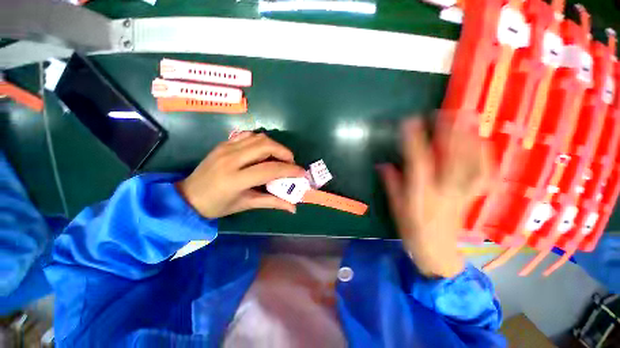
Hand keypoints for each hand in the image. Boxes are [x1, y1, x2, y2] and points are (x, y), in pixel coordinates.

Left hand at [176, 132, 305, 218]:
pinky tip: (264, 152)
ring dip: (275, 146)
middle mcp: (231, 159)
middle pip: (266, 146)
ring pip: (259, 137)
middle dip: (285, 153)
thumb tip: (293, 208)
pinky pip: (248, 135)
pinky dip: (261, 141)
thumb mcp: (246, 204)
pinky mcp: (224, 143)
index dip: (290, 170)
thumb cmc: (217, 205)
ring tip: (279, 157)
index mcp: (235, 179)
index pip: (270, 169)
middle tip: (291, 163)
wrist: (187, 196)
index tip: (302, 173)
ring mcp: (226, 148)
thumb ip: (272, 203)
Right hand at [379, 118, 489, 277]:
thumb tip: (383, 164)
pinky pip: (484, 174)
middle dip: (449, 131)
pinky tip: (483, 143)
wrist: (437, 250)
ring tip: (468, 119)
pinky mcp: (471, 196)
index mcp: (422, 193)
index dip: (414, 140)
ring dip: (469, 138)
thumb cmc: (412, 229)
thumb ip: (391, 184)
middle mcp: (444, 190)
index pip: (418, 161)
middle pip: (451, 157)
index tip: (409, 121)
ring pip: (471, 161)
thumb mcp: (396, 207)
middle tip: (445, 110)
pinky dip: (485, 157)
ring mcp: (462, 192)